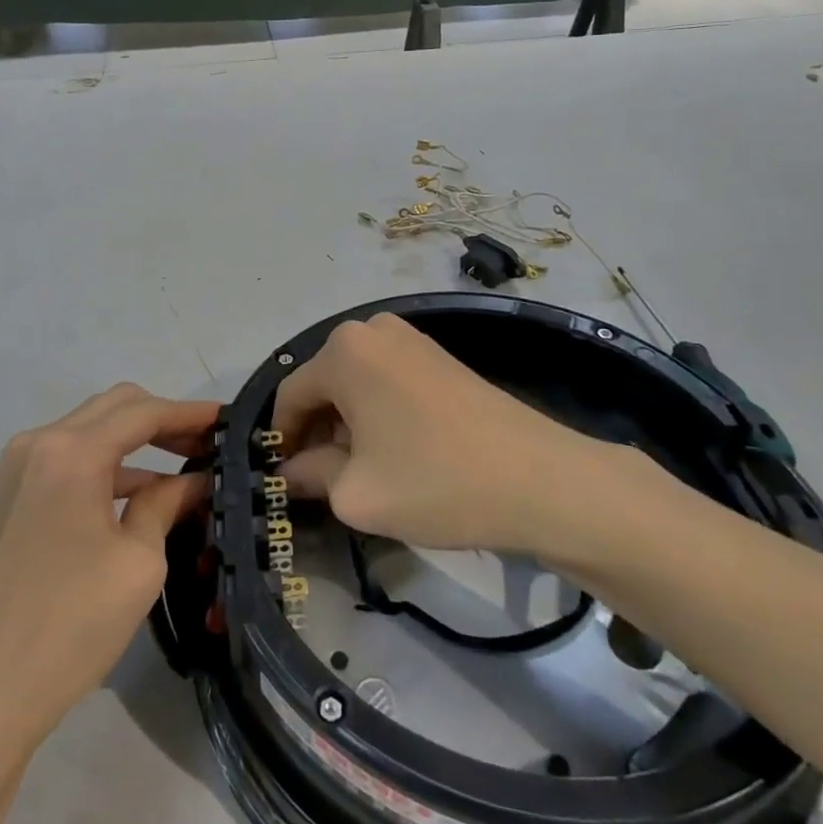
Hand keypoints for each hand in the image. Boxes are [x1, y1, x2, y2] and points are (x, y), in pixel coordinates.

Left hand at [0, 385, 216, 746]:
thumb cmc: (71, 624)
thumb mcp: (138, 561)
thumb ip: (166, 503)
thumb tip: (194, 480)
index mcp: (72, 451)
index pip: (143, 412)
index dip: (190, 413)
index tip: (229, 419)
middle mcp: (40, 443)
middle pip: (115, 407)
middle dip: (164, 419)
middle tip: (208, 444)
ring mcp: (21, 468)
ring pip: (92, 430)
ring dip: (138, 441)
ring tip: (187, 467)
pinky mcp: (15, 495)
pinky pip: (72, 459)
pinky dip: (111, 466)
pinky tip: (145, 493)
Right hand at [273, 313, 617, 557]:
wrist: (540, 479)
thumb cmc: (435, 481)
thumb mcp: (356, 493)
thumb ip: (310, 476)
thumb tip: (290, 472)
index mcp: (343, 351)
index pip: (290, 395)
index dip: (282, 440)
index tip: (285, 481)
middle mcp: (372, 330)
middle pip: (323, 385)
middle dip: (316, 432)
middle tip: (323, 482)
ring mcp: (410, 338)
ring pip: (355, 384)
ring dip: (348, 425)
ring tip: (362, 471)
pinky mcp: (439, 355)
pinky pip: (386, 380)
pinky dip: (378, 413)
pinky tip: (396, 452)